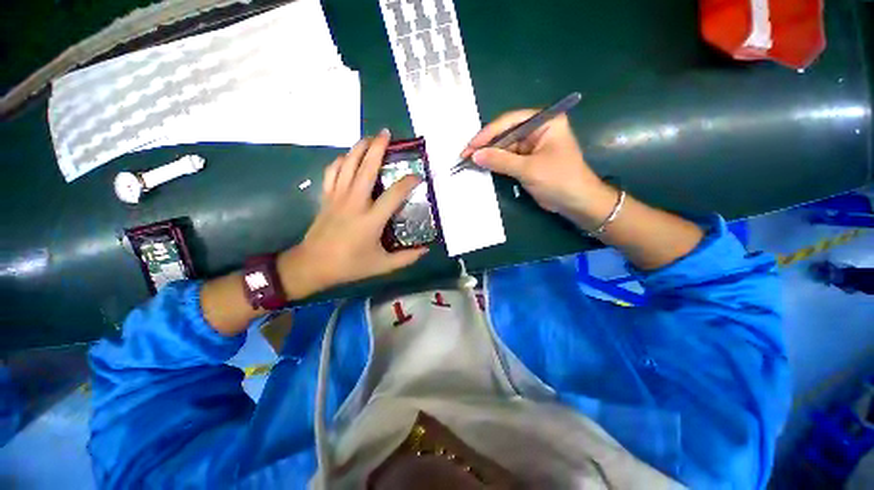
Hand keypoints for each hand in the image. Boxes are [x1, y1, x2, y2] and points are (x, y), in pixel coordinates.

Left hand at [278, 130, 427, 297]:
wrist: (313, 265)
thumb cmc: (350, 265)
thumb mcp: (382, 266)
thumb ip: (406, 258)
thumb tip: (425, 250)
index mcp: (371, 220)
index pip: (394, 194)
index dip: (408, 182)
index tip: (418, 176)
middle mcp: (354, 203)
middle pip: (366, 168)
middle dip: (378, 148)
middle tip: (387, 133)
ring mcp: (337, 197)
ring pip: (347, 165)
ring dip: (358, 148)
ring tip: (369, 138)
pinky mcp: (326, 197)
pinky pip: (332, 172)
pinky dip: (340, 161)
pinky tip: (347, 157)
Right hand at [460, 110, 613, 228]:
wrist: (576, 202)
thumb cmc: (559, 180)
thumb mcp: (528, 169)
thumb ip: (500, 160)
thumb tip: (475, 155)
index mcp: (544, 121)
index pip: (510, 121)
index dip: (488, 133)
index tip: (471, 146)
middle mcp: (537, 129)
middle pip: (505, 133)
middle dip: (486, 145)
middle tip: (465, 155)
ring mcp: (531, 145)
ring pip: (504, 146)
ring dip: (488, 155)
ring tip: (469, 161)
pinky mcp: (527, 160)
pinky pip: (507, 158)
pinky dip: (495, 163)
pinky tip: (482, 166)